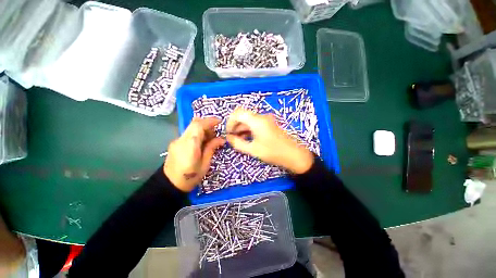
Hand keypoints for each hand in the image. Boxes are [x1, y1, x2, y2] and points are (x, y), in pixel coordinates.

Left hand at [164, 118, 224, 191]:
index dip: (210, 121)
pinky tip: (202, 143)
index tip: (220, 122)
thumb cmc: (190, 177)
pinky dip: (197, 134)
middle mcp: (181, 139)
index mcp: (190, 144)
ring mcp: (177, 140)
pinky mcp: (176, 143)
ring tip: (210, 140)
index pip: (199, 125)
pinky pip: (188, 133)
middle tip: (215, 134)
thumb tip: (221, 139)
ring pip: (191, 127)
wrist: (170, 185)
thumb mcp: (205, 164)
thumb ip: (211, 148)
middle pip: (194, 123)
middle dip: (207, 125)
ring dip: (202, 129)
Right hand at [226, 108, 313, 173]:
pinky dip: (248, 129)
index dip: (230, 122)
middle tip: (232, 138)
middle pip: (243, 115)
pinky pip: (255, 123)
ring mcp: (266, 120)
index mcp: (257, 121)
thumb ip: (238, 143)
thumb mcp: (253, 149)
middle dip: (235, 125)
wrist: (293, 154)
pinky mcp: (269, 124)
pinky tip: (247, 138)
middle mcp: (261, 117)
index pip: (238, 113)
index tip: (228, 133)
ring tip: (238, 140)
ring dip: (241, 128)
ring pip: (249, 119)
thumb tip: (228, 137)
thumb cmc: (273, 152)